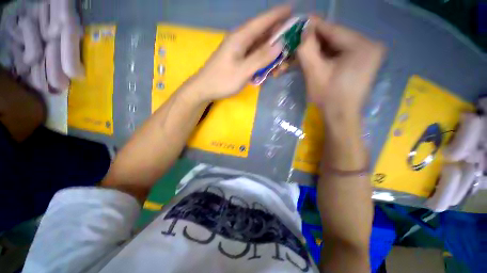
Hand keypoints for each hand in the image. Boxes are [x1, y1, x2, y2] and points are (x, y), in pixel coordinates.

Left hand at [192, 6, 290, 101]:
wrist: (205, 89)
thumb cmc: (222, 80)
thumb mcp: (243, 71)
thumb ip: (261, 57)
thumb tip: (280, 44)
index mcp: (241, 37)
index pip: (262, 21)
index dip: (278, 14)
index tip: (293, 9)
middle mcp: (241, 40)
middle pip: (264, 34)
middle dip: (279, 39)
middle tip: (292, 48)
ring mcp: (240, 51)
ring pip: (260, 47)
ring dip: (272, 55)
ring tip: (281, 66)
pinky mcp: (239, 60)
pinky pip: (255, 57)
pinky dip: (264, 62)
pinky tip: (268, 71)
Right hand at [297, 16, 384, 121]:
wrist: (339, 117)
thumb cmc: (328, 97)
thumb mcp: (314, 72)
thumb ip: (307, 48)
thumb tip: (300, 28)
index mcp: (362, 45)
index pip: (332, 29)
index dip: (312, 26)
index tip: (296, 23)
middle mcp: (369, 45)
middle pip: (334, 37)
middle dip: (313, 40)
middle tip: (296, 40)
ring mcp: (366, 54)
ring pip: (335, 46)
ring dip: (317, 49)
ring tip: (301, 50)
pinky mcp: (360, 63)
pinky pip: (339, 54)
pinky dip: (324, 56)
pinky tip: (312, 58)